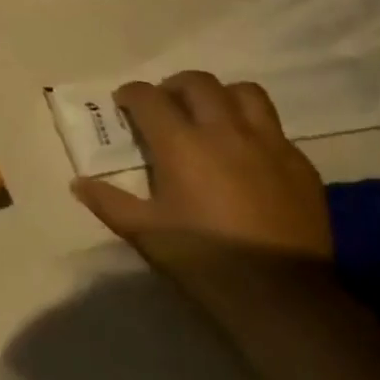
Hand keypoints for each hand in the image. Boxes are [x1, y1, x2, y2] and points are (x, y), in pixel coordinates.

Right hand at [72, 71, 333, 273]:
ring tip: (211, 116)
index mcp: (181, 144)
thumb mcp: (144, 233)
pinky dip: (254, 129)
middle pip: (198, 82)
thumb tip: (78, 183)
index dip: (131, 94)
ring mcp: (269, 144)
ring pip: (244, 93)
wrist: (282, 297)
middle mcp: (224, 131)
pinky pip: (275, 129)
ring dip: (221, 96)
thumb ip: (108, 202)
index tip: (124, 104)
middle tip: (165, 106)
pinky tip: (247, 156)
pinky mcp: (301, 164)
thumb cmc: (204, 260)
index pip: (148, 96)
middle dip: (174, 86)